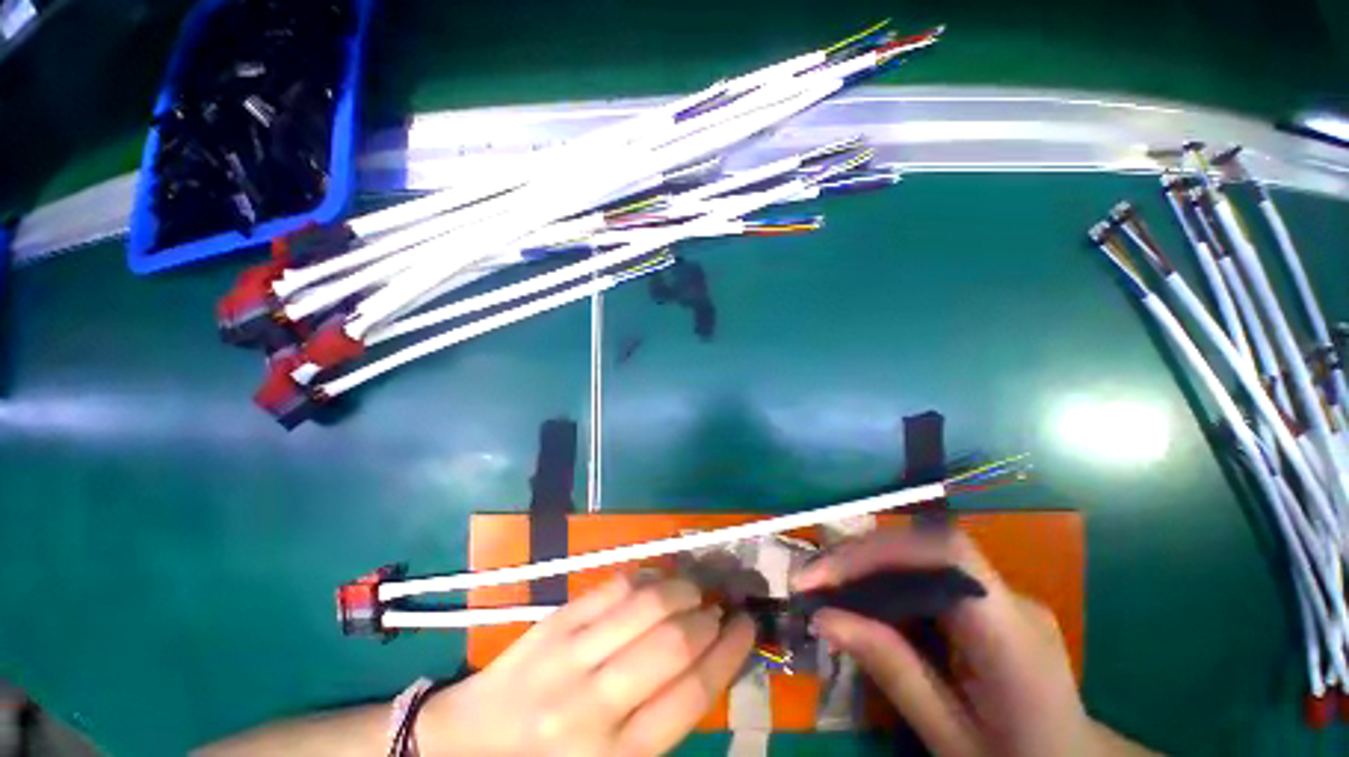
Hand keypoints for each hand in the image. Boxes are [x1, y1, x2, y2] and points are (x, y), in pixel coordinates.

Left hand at [419, 574, 754, 756]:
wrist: (469, 745)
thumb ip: (662, 719)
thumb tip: (707, 660)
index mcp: (618, 756)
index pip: (693, 694)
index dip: (729, 653)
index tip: (746, 626)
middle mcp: (595, 705)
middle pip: (674, 642)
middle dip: (709, 617)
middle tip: (720, 606)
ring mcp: (571, 655)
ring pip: (646, 604)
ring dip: (682, 588)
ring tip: (694, 589)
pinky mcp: (555, 622)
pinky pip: (614, 586)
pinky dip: (646, 578)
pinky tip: (657, 581)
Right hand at [792, 528, 1093, 756]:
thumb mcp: (952, 739)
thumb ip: (894, 673)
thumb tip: (824, 617)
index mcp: (1015, 638)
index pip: (947, 555)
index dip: (880, 550)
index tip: (824, 576)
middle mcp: (1012, 600)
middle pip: (925, 546)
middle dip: (860, 556)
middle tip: (810, 580)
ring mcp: (1003, 596)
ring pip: (922, 555)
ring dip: (867, 564)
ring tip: (823, 585)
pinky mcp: (989, 602)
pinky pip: (929, 574)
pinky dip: (886, 579)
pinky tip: (861, 598)